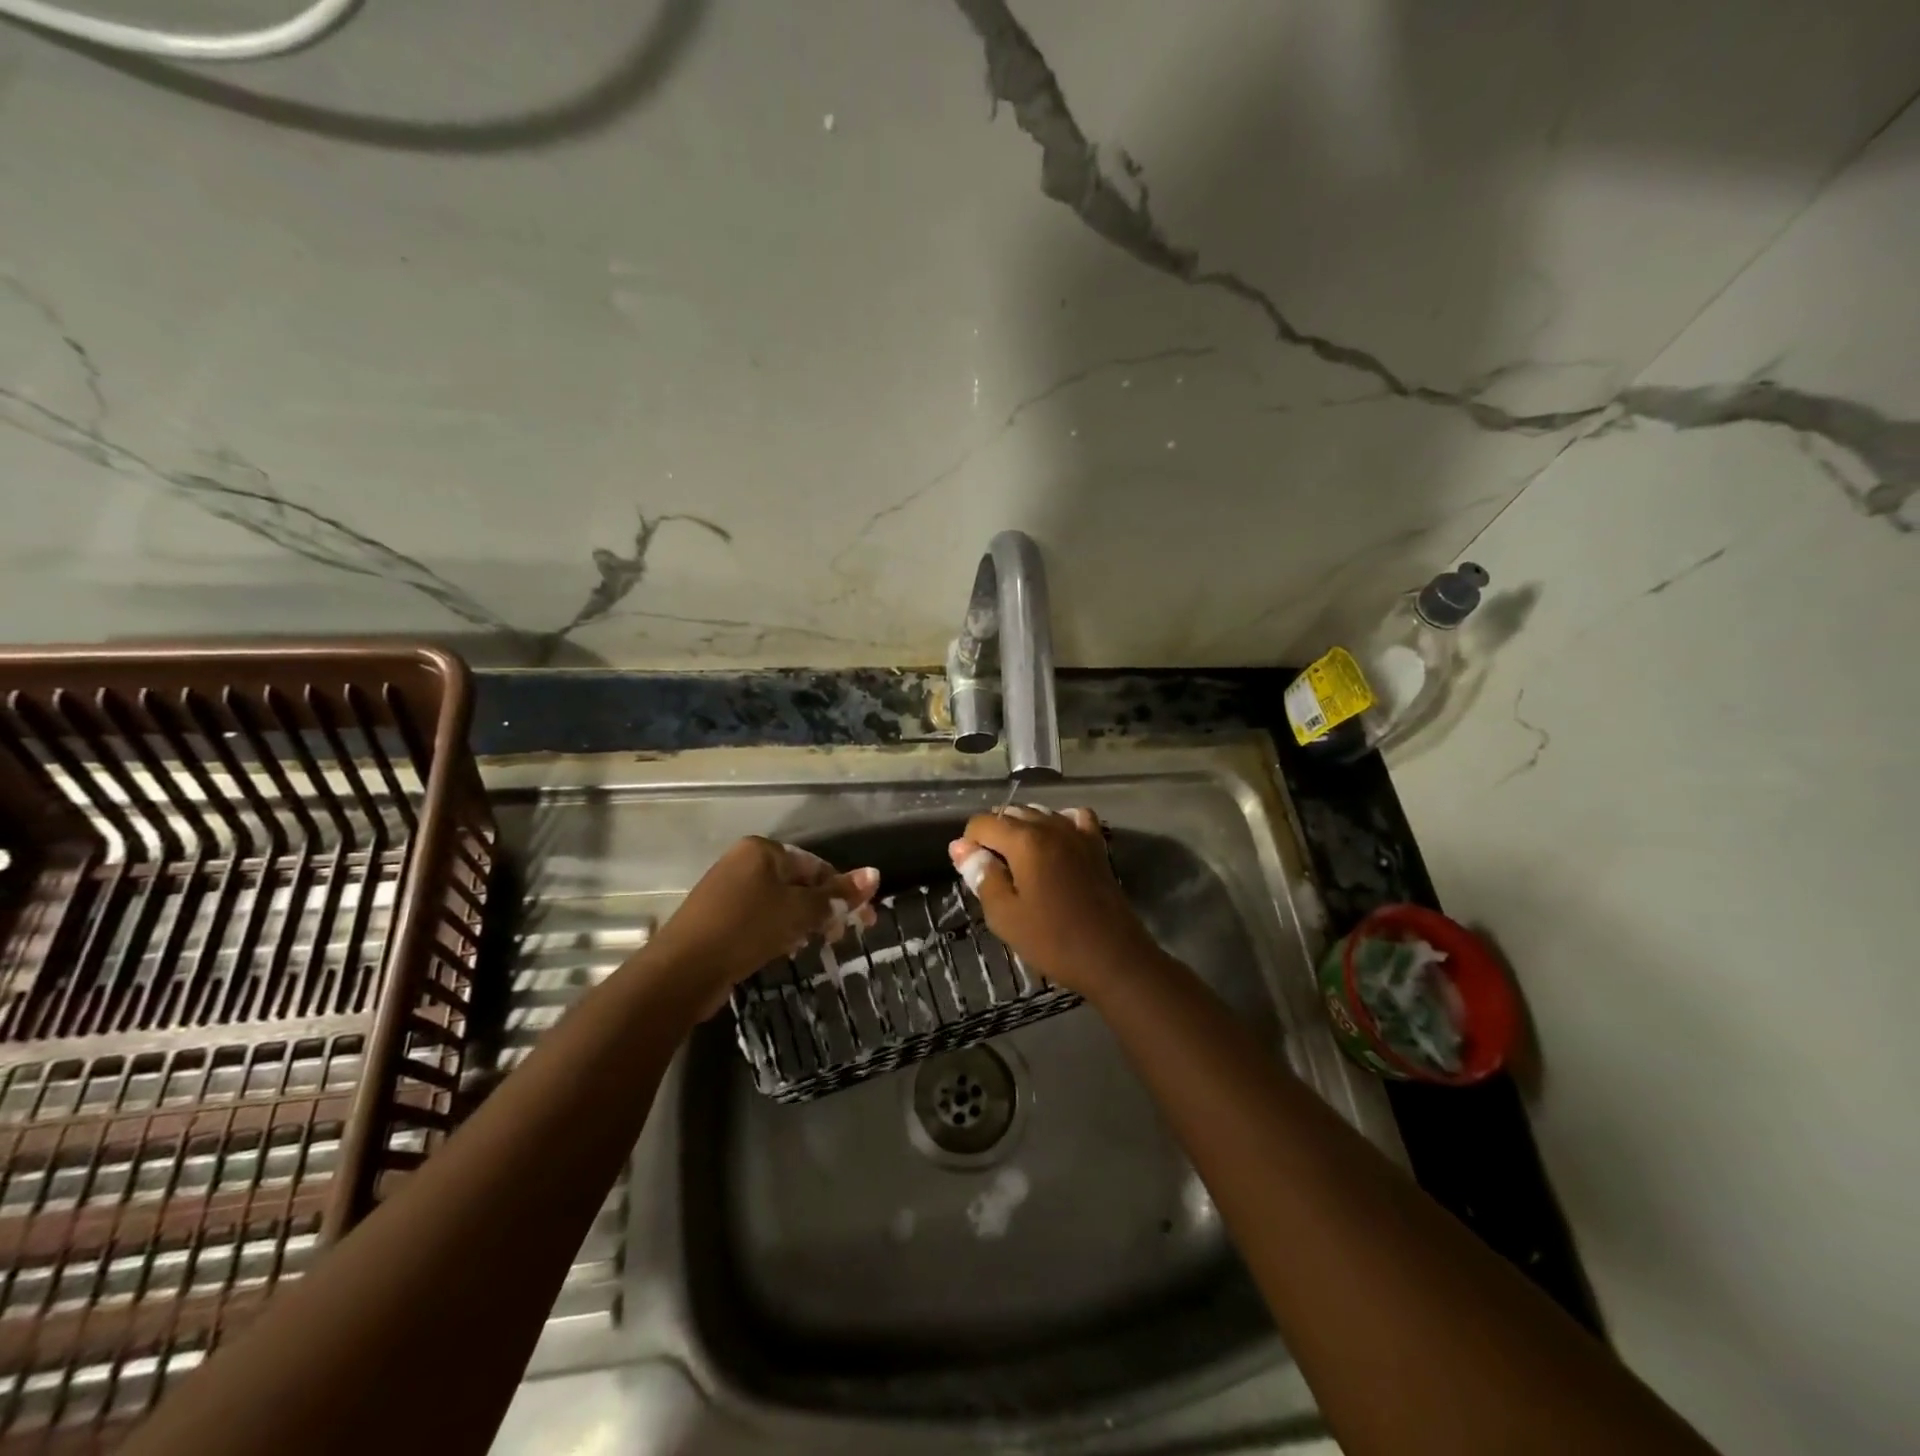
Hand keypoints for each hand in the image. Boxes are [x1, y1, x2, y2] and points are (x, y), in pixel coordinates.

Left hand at [647, 838, 880, 1012]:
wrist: (682, 971)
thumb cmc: (747, 929)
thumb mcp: (799, 911)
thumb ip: (837, 895)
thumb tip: (875, 874)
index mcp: (762, 850)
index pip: (817, 866)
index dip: (843, 892)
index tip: (863, 921)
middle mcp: (743, 863)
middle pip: (798, 884)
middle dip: (824, 910)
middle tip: (841, 938)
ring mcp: (727, 891)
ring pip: (780, 903)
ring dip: (803, 923)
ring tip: (815, 946)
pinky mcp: (718, 919)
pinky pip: (760, 919)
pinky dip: (778, 932)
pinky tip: (785, 951)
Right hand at [947, 806, 1163, 996]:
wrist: (1113, 957)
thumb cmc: (1053, 940)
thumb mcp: (1005, 915)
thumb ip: (982, 875)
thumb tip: (961, 848)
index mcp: (1024, 841)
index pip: (982, 823)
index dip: (969, 843)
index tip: (973, 873)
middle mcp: (1050, 826)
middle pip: (1010, 814)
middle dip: (994, 837)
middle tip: (994, 876)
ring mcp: (1077, 833)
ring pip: (1039, 814)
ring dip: (1022, 830)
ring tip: (1019, 866)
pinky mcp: (1097, 846)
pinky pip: (1073, 819)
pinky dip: (1058, 824)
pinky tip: (1054, 846)